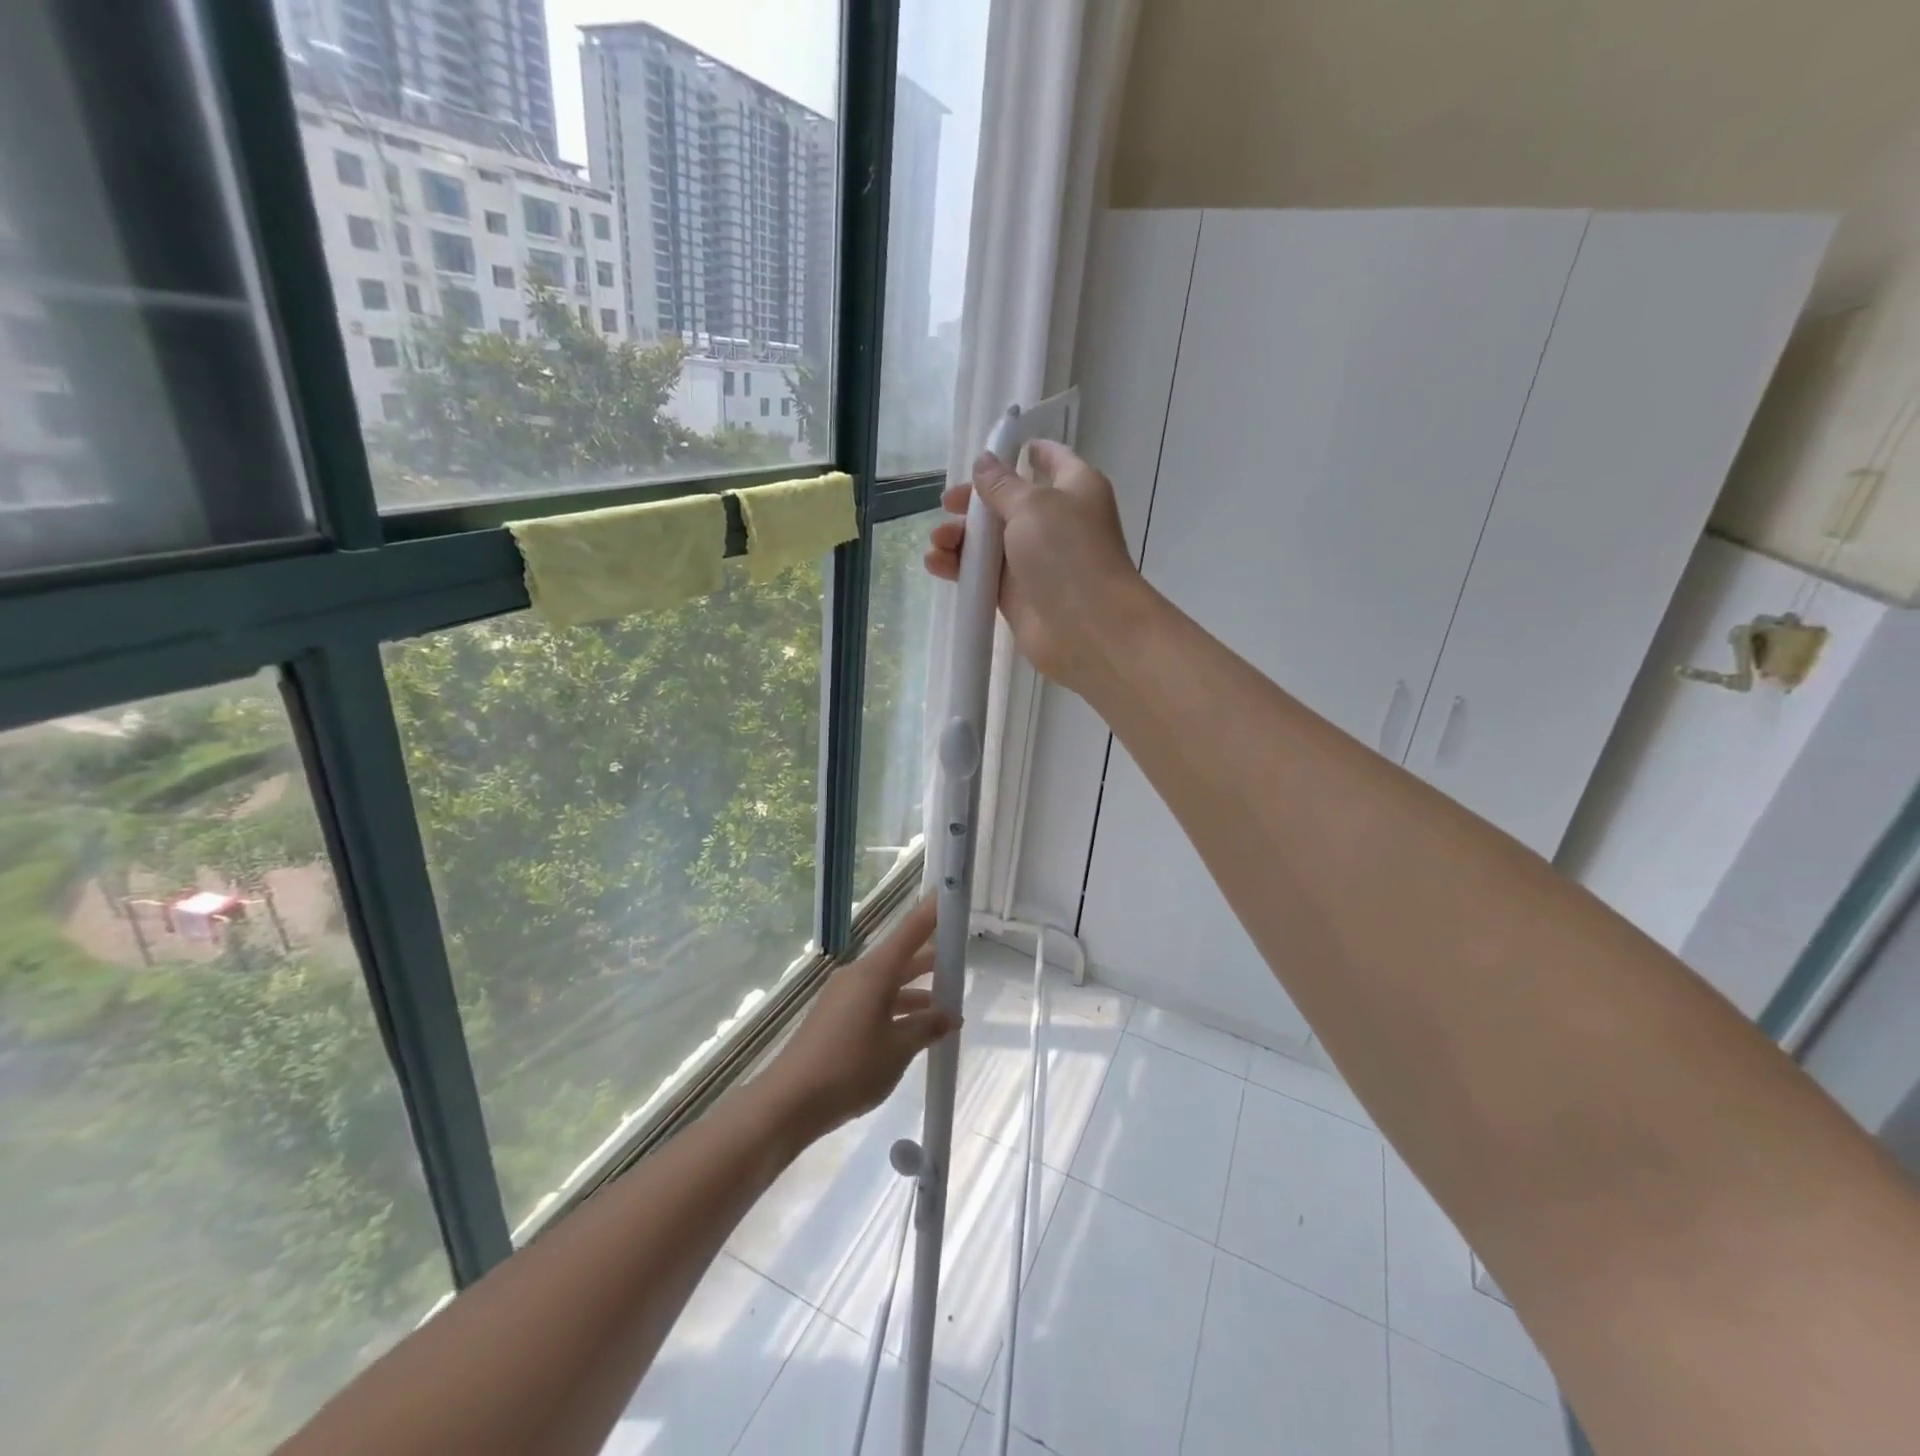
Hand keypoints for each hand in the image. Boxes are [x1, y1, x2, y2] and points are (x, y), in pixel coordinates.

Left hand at [759, 899, 953, 1139]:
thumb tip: (949, 1015)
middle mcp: (858, 975)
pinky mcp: (836, 1017)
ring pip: (888, 981)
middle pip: (900, 956)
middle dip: (930, 955)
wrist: (790, 1102)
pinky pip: (875, 1000)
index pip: (910, 931)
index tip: (949, 893)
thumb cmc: (850, 1069)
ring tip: (947, 1001)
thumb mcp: (897, 1050)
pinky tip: (915, 1029)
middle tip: (960, 953)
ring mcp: (844, 996)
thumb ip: (926, 1028)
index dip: (931, 912)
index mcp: (874, 973)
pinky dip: (897, 1007)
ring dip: (916, 989)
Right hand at [925, 442, 1150, 693]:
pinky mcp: (1017, 594)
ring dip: (960, 537)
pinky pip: (984, 574)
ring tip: (938, 543)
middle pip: (1008, 502)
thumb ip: (1001, 485)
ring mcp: (1035, 561)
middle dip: (974, 502)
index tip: (992, 449)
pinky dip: (960, 567)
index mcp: (1074, 489)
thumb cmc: (1067, 553)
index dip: (1023, 452)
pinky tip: (936, 564)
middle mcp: (1056, 522)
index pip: (1050, 459)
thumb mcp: (1032, 505)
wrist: (1087, 628)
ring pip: (990, 541)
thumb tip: (984, 462)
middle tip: (947, 505)